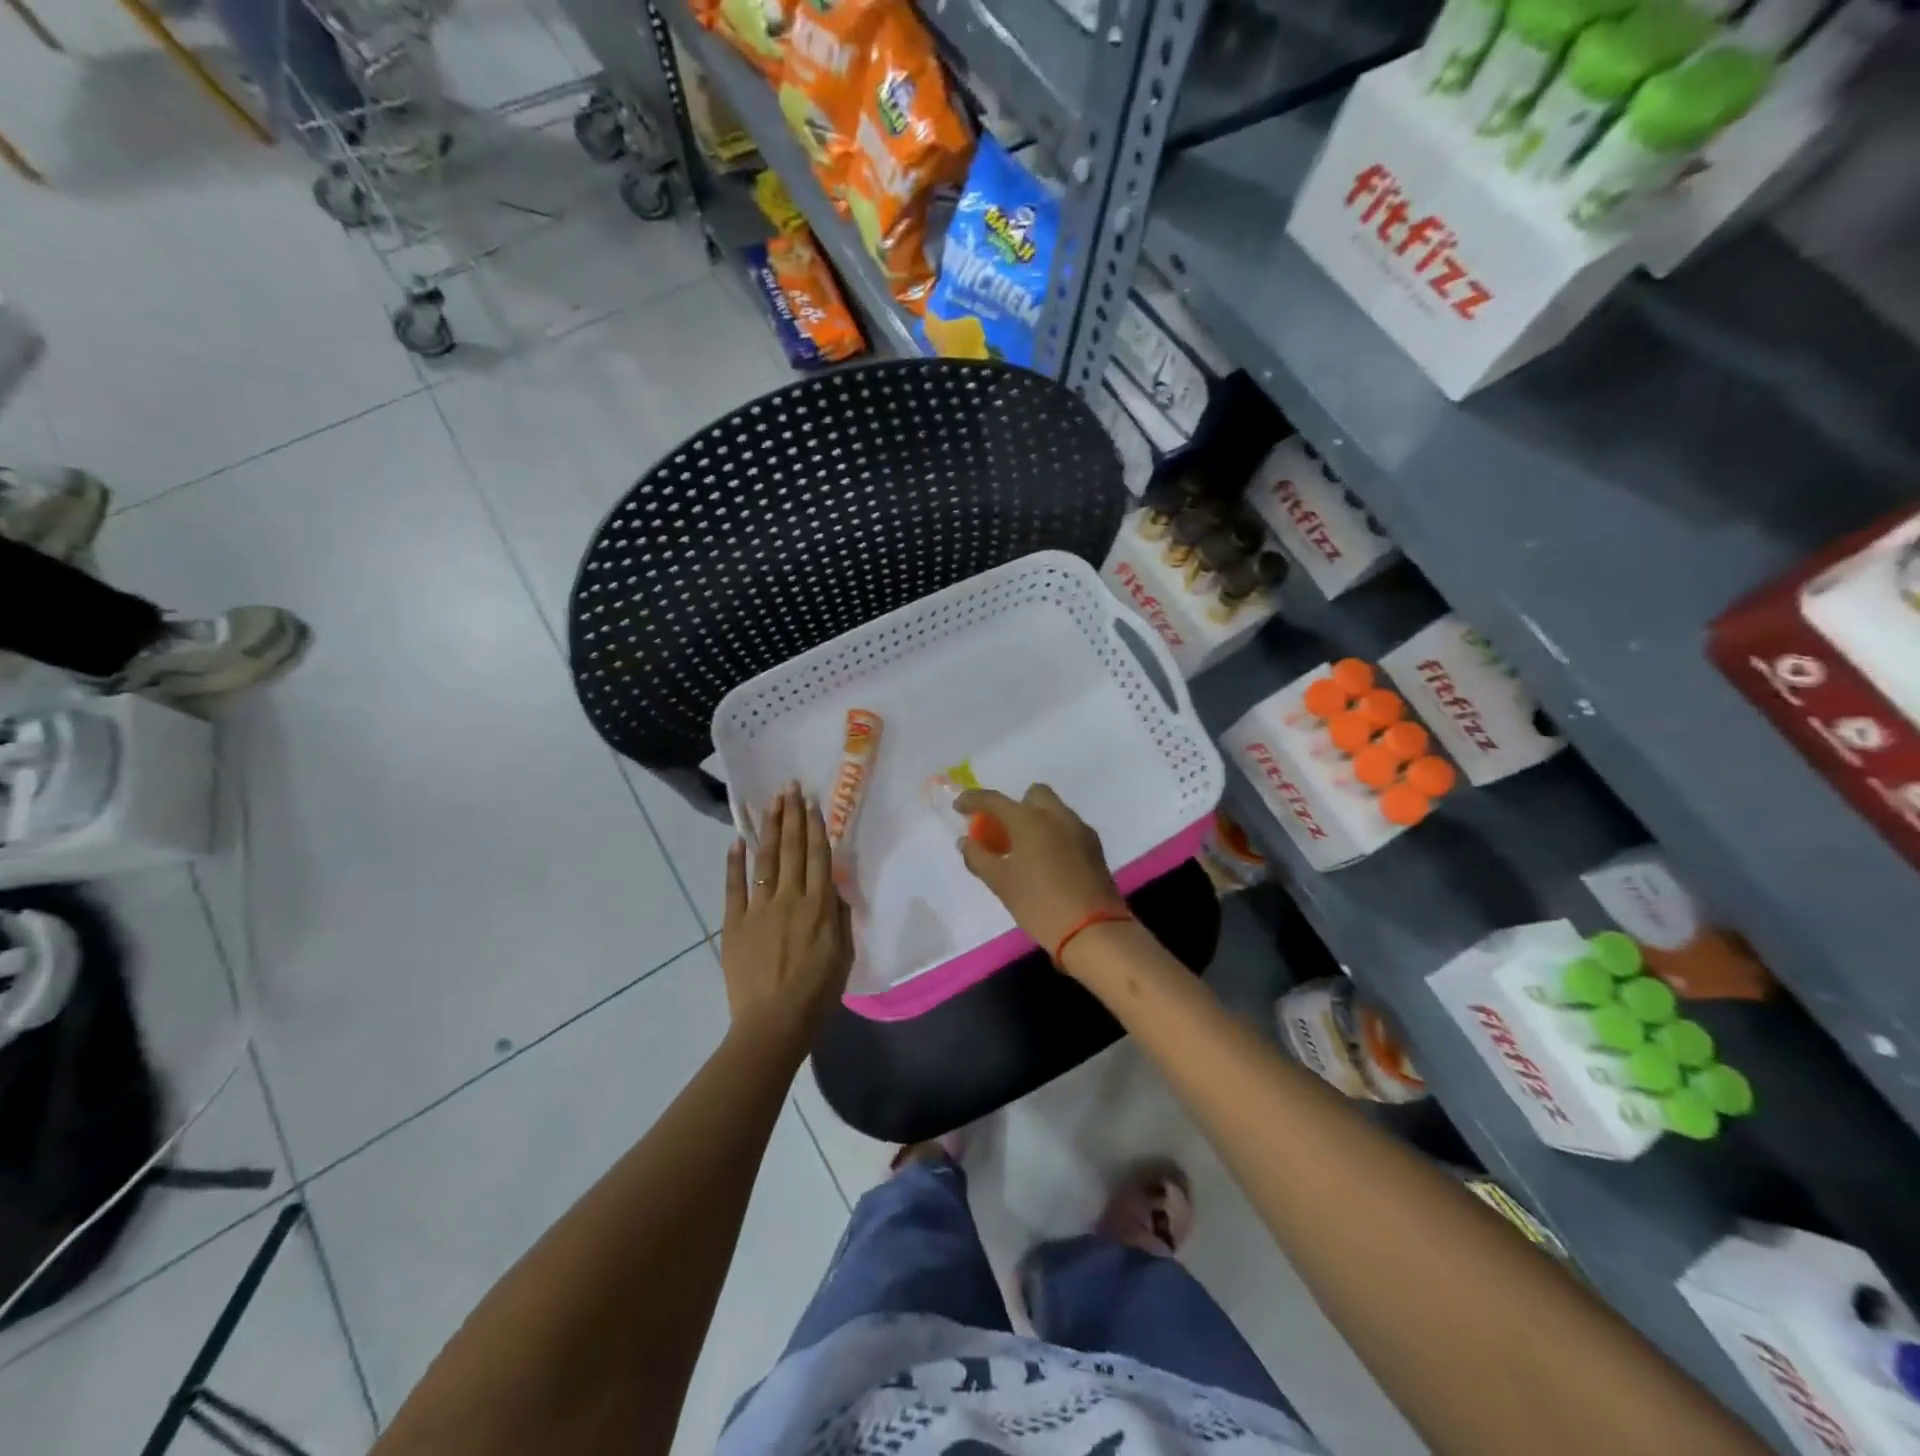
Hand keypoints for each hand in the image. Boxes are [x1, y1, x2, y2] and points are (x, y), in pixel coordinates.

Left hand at [722, 783, 853, 1042]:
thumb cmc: (817, 993)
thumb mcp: (844, 955)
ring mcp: (759, 908)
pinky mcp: (735, 923)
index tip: (812, 803)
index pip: (818, 856)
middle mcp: (790, 898)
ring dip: (770, 828)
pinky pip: (734, 886)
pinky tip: (737, 840)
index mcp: (819, 906)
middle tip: (790, 788)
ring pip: (766, 859)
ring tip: (771, 803)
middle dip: (792, 816)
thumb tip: (833, 887)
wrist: (773, 1023)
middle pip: (793, 849)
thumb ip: (839, 917)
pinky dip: (735, 862)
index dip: (815, 827)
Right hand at [955, 783, 1126, 961]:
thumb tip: (966, 841)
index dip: (973, 800)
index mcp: (1029, 820)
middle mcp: (1056, 815)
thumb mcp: (1000, 883)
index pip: (994, 800)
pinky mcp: (1095, 846)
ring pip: (1054, 810)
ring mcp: (1079, 829)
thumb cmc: (1039, 904)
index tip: (959, 807)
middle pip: (1033, 795)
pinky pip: (1068, 827)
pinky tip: (1048, 861)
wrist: (1093, 930)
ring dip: (1036, 820)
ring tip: (1025, 849)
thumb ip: (978, 857)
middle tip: (1003, 831)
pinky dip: (1054, 834)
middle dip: (1015, 806)